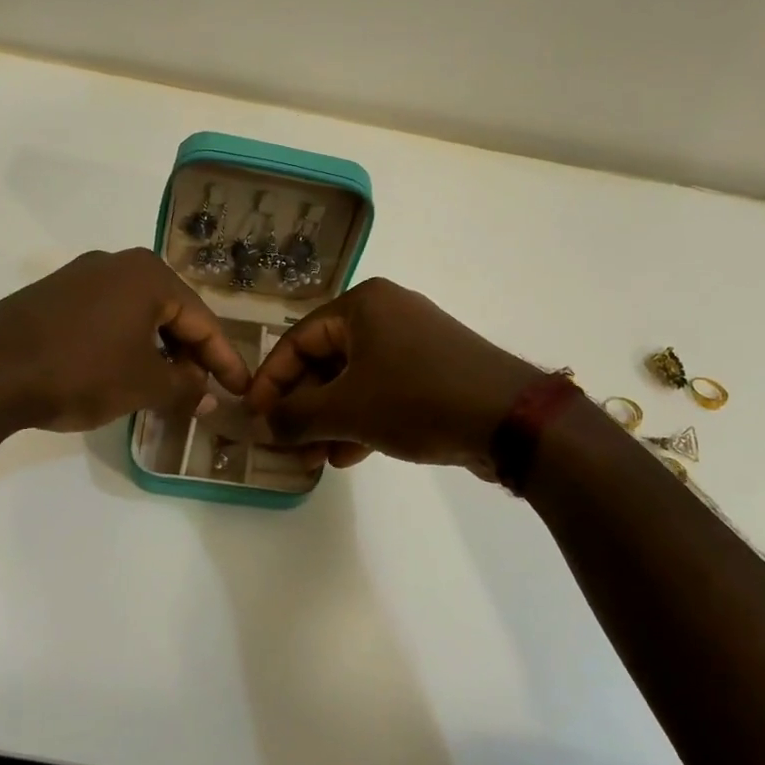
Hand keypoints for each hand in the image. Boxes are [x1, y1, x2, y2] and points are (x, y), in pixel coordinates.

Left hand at [0, 249, 250, 432]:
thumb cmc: (81, 370)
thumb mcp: (143, 385)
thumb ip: (185, 389)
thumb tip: (211, 397)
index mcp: (149, 275)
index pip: (202, 320)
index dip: (225, 360)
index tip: (242, 389)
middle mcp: (118, 264)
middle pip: (171, 313)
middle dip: (190, 356)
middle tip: (205, 392)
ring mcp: (82, 276)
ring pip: (138, 317)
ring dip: (158, 353)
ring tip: (167, 389)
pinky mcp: (53, 296)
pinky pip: (107, 318)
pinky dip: (125, 346)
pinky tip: (124, 374)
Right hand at [244, 278, 537, 475]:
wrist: (510, 419)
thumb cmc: (417, 399)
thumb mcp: (348, 409)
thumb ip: (297, 416)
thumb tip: (264, 424)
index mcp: (362, 305)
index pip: (297, 340)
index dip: (271, 381)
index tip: (255, 417)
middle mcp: (386, 314)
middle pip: (325, 362)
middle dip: (303, 408)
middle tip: (286, 444)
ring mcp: (413, 343)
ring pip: (354, 381)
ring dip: (329, 421)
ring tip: (313, 459)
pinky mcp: (433, 372)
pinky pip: (382, 392)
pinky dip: (361, 420)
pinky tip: (347, 457)